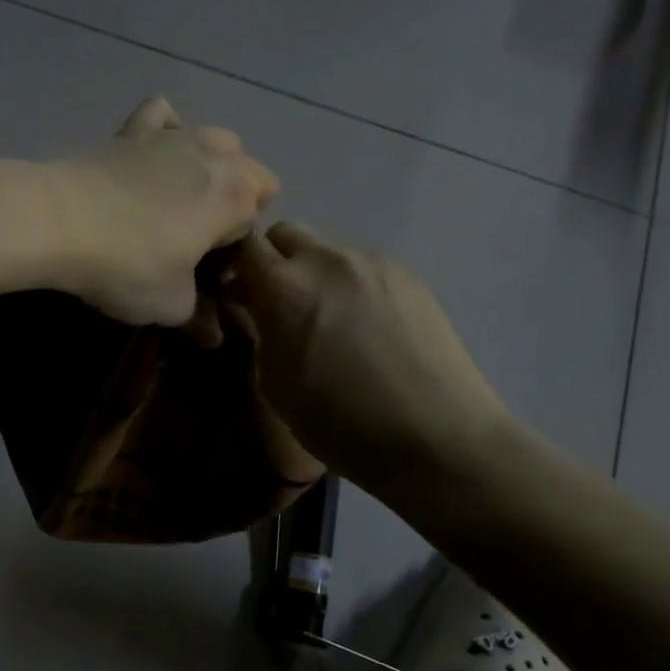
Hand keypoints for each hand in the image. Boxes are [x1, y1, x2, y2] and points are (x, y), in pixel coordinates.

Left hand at [46, 98, 278, 326]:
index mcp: (236, 197)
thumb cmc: (128, 266)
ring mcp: (173, 137)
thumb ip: (198, 314)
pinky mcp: (131, 130)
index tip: (206, 272)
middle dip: (236, 202)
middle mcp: (214, 156)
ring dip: (211, 166)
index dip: (235, 249)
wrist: (57, 220)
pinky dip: (166, 129)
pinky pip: (163, 116)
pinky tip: (152, 153)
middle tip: (198, 238)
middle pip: (250, 173)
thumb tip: (210, 331)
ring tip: (179, 199)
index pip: (255, 220)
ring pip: (216, 139)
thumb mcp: (170, 304)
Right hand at [228, 221, 509, 495]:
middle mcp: (327, 260)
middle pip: (285, 233)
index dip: (234, 265)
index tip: (237, 293)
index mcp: (285, 286)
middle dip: (275, 261)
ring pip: (327, 249)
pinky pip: (364, 265)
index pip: (243, 244)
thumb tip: (257, 309)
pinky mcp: (408, 275)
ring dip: (315, 272)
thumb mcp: (274, 384)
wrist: (434, 437)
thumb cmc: (339, 422)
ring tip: (331, 318)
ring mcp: (372, 262)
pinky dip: (352, 284)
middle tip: (280, 303)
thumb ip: (259, 332)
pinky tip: (368, 325)